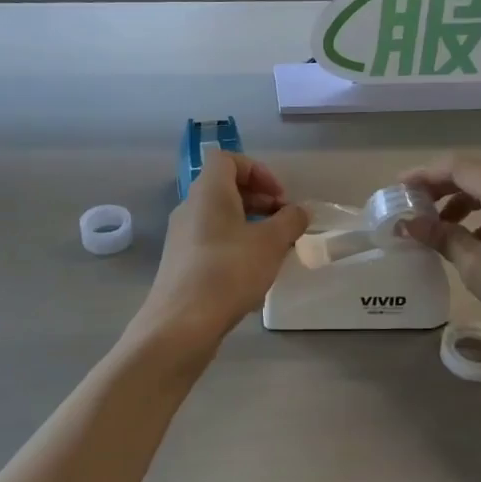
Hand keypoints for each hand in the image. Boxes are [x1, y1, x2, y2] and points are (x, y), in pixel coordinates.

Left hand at [138, 152, 307, 344]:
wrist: (181, 323)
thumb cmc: (229, 271)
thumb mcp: (271, 243)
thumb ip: (290, 221)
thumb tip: (300, 210)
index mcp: (208, 191)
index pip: (227, 159)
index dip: (257, 170)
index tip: (280, 197)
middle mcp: (190, 206)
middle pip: (224, 187)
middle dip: (258, 199)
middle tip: (284, 222)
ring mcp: (181, 235)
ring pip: (218, 216)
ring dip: (249, 223)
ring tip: (273, 248)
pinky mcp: (180, 262)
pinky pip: (211, 239)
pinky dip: (234, 243)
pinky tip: (251, 270)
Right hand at [399, 154, 480, 348]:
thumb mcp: (478, 267)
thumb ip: (442, 237)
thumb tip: (408, 223)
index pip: (459, 168)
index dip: (424, 174)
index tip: (397, 188)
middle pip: (477, 172)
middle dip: (441, 186)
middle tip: (412, 205)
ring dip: (463, 200)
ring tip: (438, 226)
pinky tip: (472, 238)